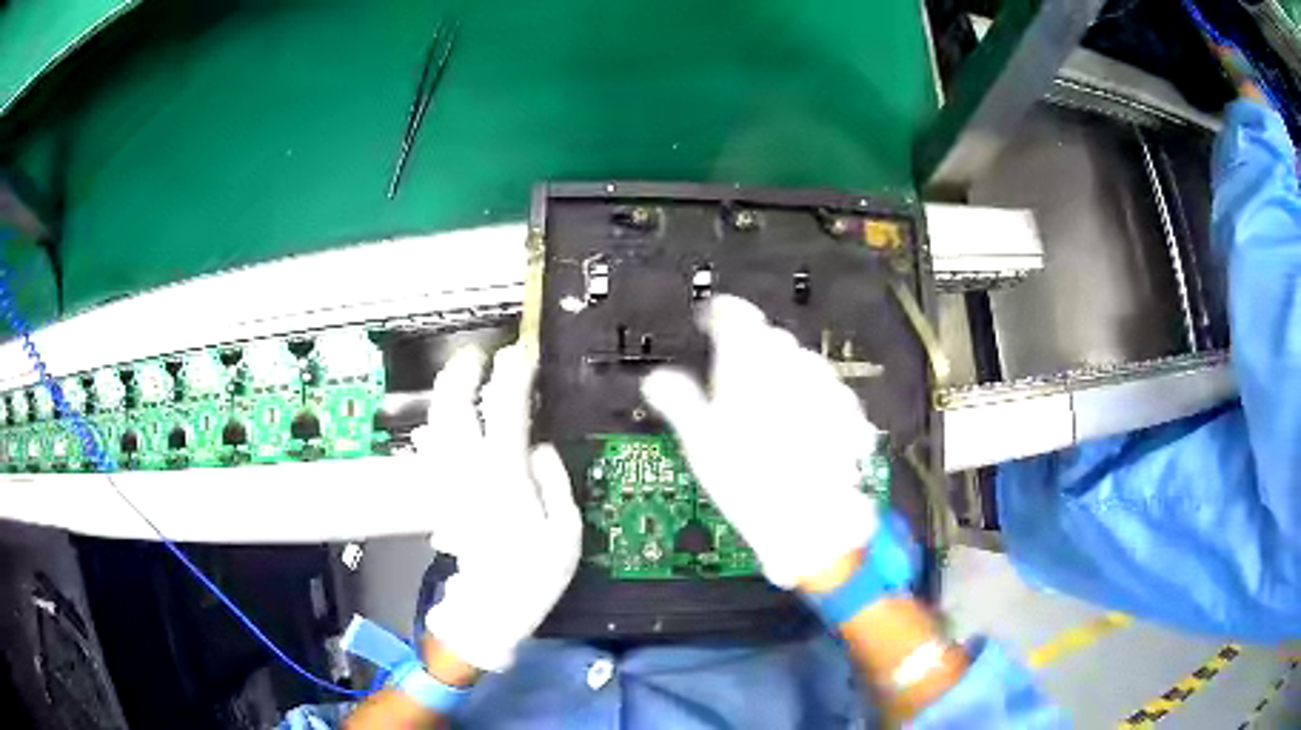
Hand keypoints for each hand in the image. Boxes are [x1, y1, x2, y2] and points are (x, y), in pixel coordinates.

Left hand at [411, 344, 581, 671]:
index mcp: (506, 476)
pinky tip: (433, 428)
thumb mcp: (566, 531)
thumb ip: (554, 482)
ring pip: (436, 425)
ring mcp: (448, 482)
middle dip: (462, 375)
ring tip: (456, 378)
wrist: (488, 610)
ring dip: (444, 396)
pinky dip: (431, 433)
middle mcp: (469, 470)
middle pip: (454, 409)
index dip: (512, 376)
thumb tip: (540, 447)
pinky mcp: (438, 496)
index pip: (506, 410)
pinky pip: (429, 454)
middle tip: (475, 356)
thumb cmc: (533, 575)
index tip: (520, 354)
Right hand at [642, 295, 880, 588]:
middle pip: (769, 338)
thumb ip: (678, 399)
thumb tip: (656, 380)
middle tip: (734, 383)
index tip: (710, 321)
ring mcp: (825, 383)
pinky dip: (813, 401)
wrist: (812, 517)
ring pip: (801, 363)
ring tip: (770, 414)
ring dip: (785, 376)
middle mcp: (791, 361)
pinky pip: (826, 391)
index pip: (733, 313)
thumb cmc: (749, 477)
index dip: (718, 313)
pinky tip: (804, 430)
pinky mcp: (849, 409)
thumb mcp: (699, 440)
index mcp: (749, 358)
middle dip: (752, 351)